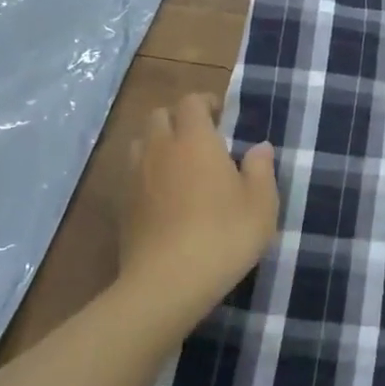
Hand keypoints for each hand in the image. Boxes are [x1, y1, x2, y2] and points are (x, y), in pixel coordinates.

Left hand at [119, 94, 277, 313]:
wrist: (167, 284)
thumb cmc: (224, 236)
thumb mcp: (261, 204)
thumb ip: (261, 169)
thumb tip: (259, 147)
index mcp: (195, 140)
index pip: (191, 102)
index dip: (206, 103)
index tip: (222, 117)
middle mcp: (160, 149)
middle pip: (159, 115)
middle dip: (179, 120)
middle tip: (202, 141)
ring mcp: (135, 177)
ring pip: (141, 143)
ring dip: (159, 145)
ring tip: (180, 166)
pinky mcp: (123, 206)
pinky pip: (133, 174)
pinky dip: (147, 175)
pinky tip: (165, 198)